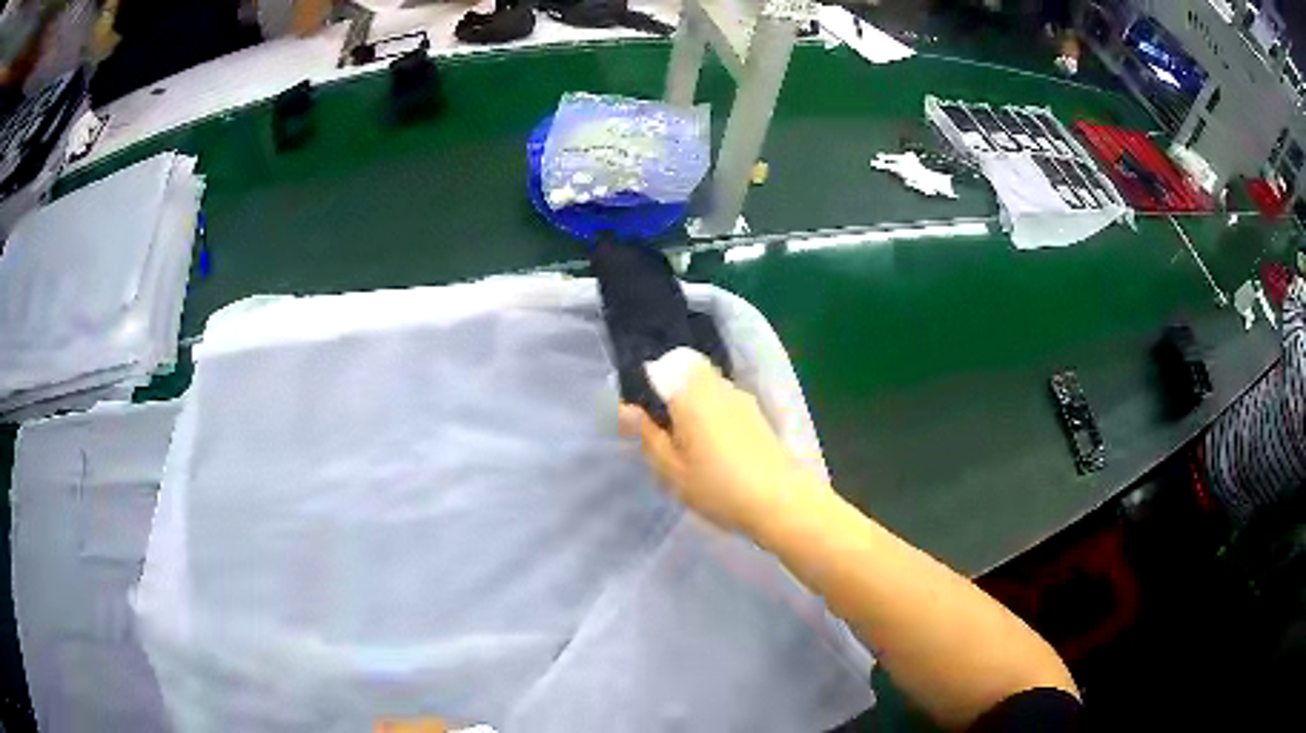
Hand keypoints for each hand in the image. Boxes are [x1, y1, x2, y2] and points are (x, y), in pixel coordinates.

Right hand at [618, 360, 831, 533]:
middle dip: (669, 394)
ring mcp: (740, 398)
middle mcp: (716, 385)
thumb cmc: (719, 488)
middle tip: (662, 433)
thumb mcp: (671, 469)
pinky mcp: (756, 413)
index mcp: (690, 394)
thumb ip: (647, 435)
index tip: (638, 419)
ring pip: (705, 386)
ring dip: (691, 404)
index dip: (643, 388)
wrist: (781, 501)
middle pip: (684, 372)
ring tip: (687, 444)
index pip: (659, 368)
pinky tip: (713, 448)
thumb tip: (627, 408)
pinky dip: (711, 414)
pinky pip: (723, 400)